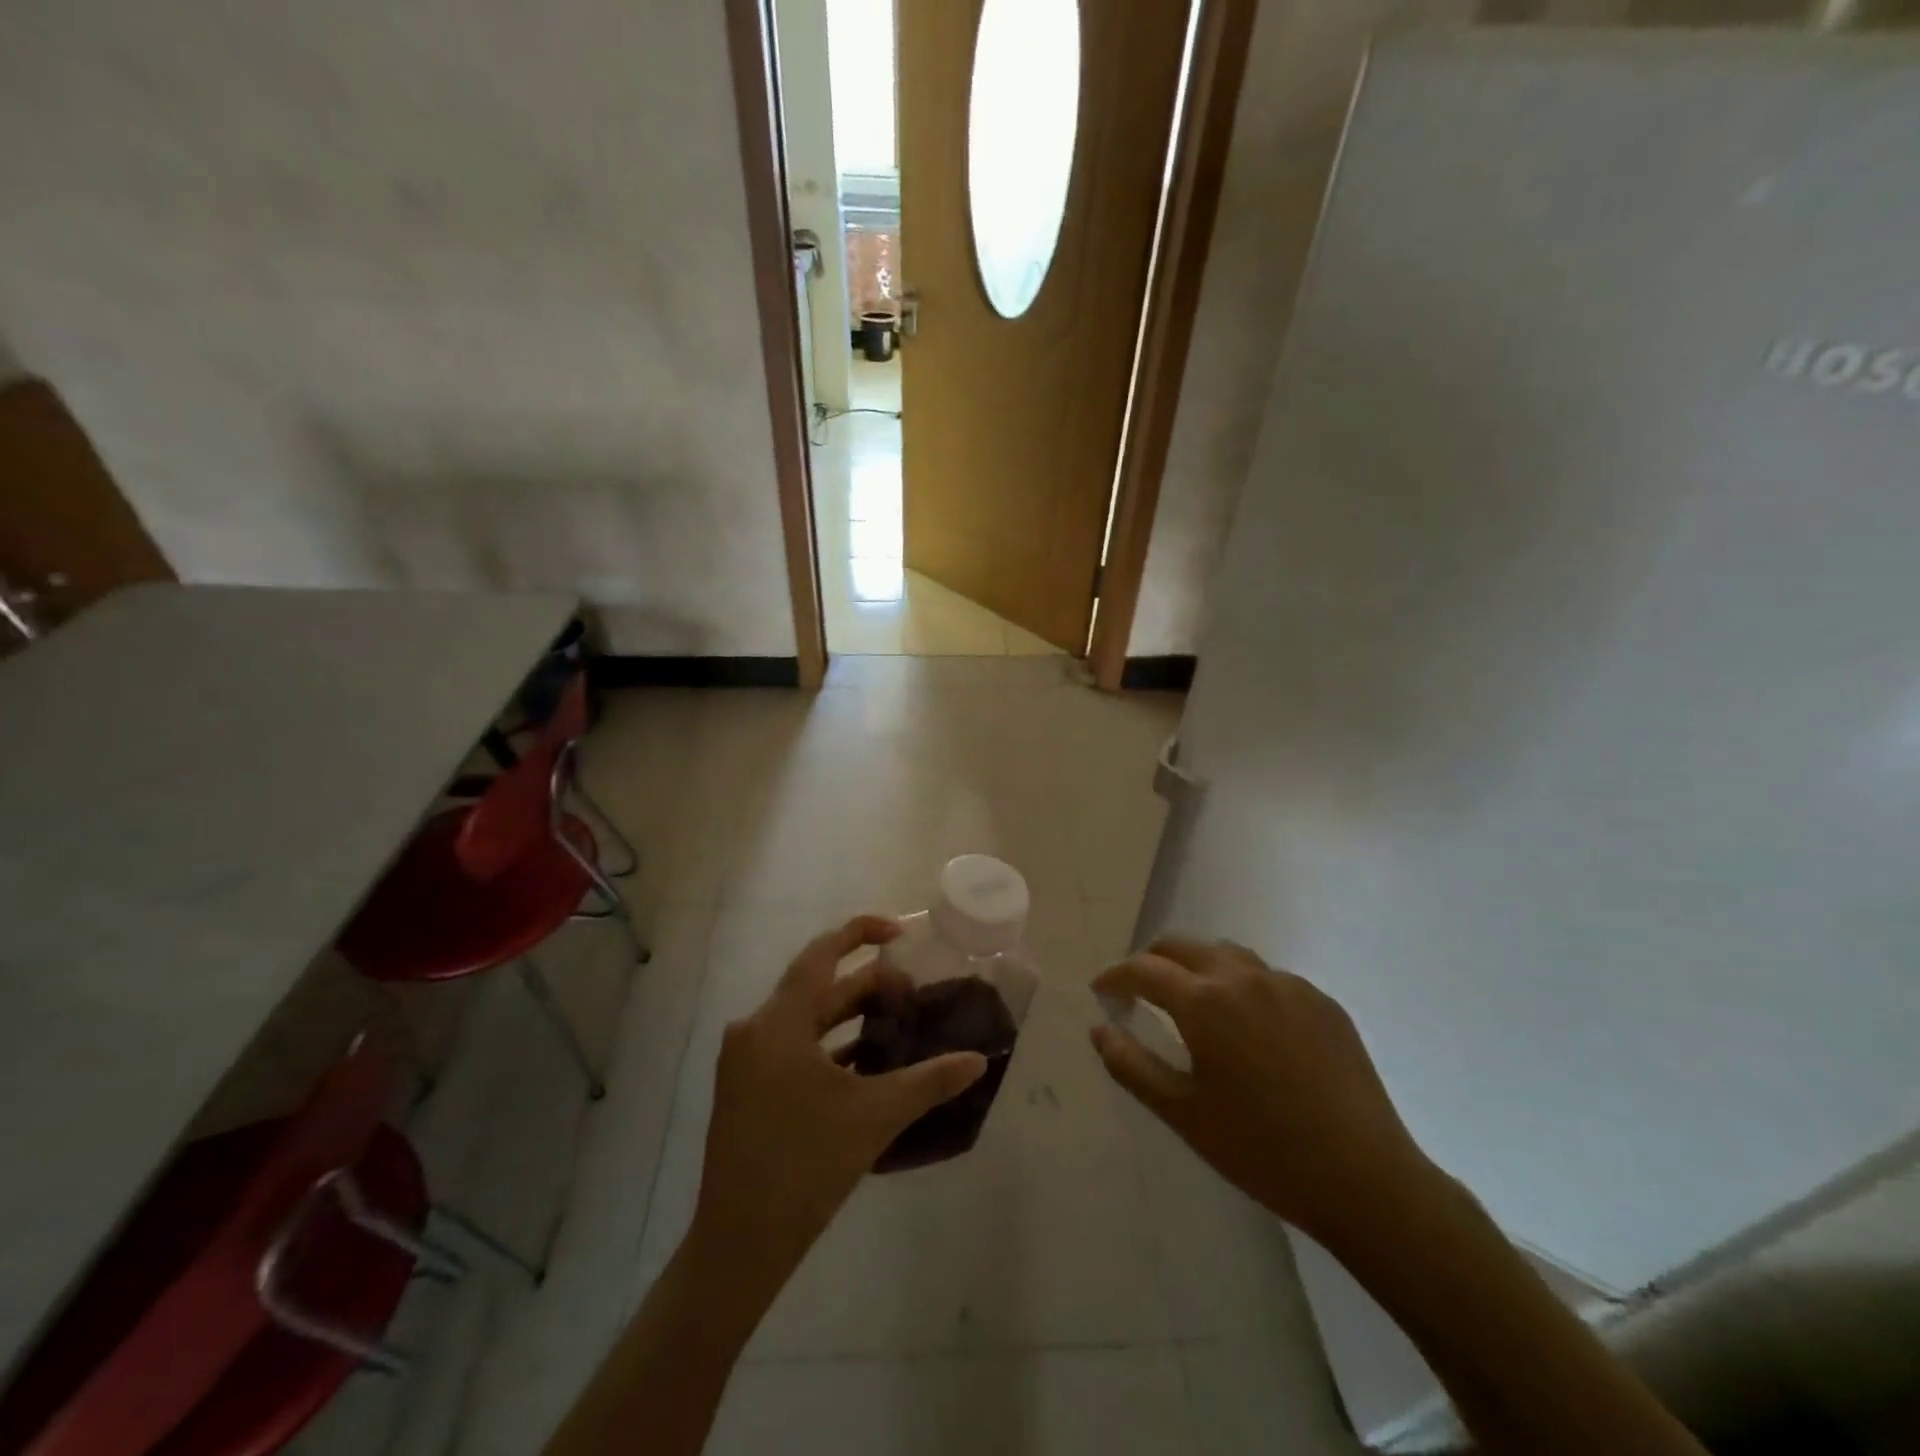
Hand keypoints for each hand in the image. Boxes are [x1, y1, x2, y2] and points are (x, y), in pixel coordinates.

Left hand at [691, 916, 987, 1287]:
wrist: (740, 1244)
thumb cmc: (806, 1167)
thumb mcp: (874, 1116)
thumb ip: (929, 1081)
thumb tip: (978, 1060)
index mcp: (778, 1022)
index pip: (821, 953)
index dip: (861, 932)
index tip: (901, 932)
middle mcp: (755, 1030)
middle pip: (818, 988)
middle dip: (868, 986)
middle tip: (913, 995)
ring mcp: (746, 1060)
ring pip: (807, 1019)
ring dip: (851, 1017)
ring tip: (897, 1023)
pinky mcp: (746, 1087)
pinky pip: (794, 1046)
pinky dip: (831, 1046)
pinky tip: (866, 1063)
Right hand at [1091, 938, 1436, 1248]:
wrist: (1365, 1180)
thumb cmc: (1260, 1150)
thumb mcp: (1182, 1113)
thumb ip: (1130, 1064)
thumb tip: (1099, 1027)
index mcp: (1204, 1001)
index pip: (1144, 969)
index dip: (1116, 977)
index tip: (1102, 992)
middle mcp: (1244, 977)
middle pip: (1183, 945)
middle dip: (1152, 961)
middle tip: (1138, 992)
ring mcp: (1289, 985)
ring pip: (1227, 955)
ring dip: (1197, 967)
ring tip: (1192, 1003)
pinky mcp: (1322, 1001)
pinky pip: (1268, 977)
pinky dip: (1242, 986)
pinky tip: (1250, 1028)